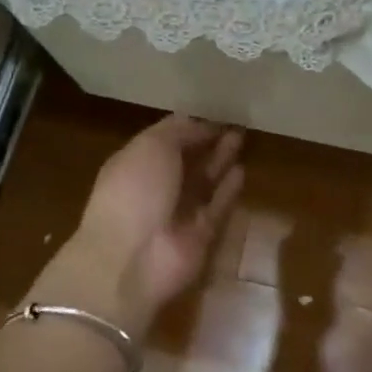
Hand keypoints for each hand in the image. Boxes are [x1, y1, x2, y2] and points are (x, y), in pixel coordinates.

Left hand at [57, 115, 244, 328]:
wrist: (130, 258)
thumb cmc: (134, 191)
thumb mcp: (151, 147)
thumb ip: (178, 131)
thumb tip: (201, 123)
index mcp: (135, 164)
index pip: (164, 140)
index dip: (188, 127)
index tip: (213, 112)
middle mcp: (155, 188)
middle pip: (186, 161)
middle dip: (207, 142)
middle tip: (234, 124)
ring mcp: (177, 214)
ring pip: (203, 183)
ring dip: (220, 161)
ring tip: (240, 139)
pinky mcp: (199, 236)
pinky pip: (216, 208)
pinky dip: (227, 190)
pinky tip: (241, 171)